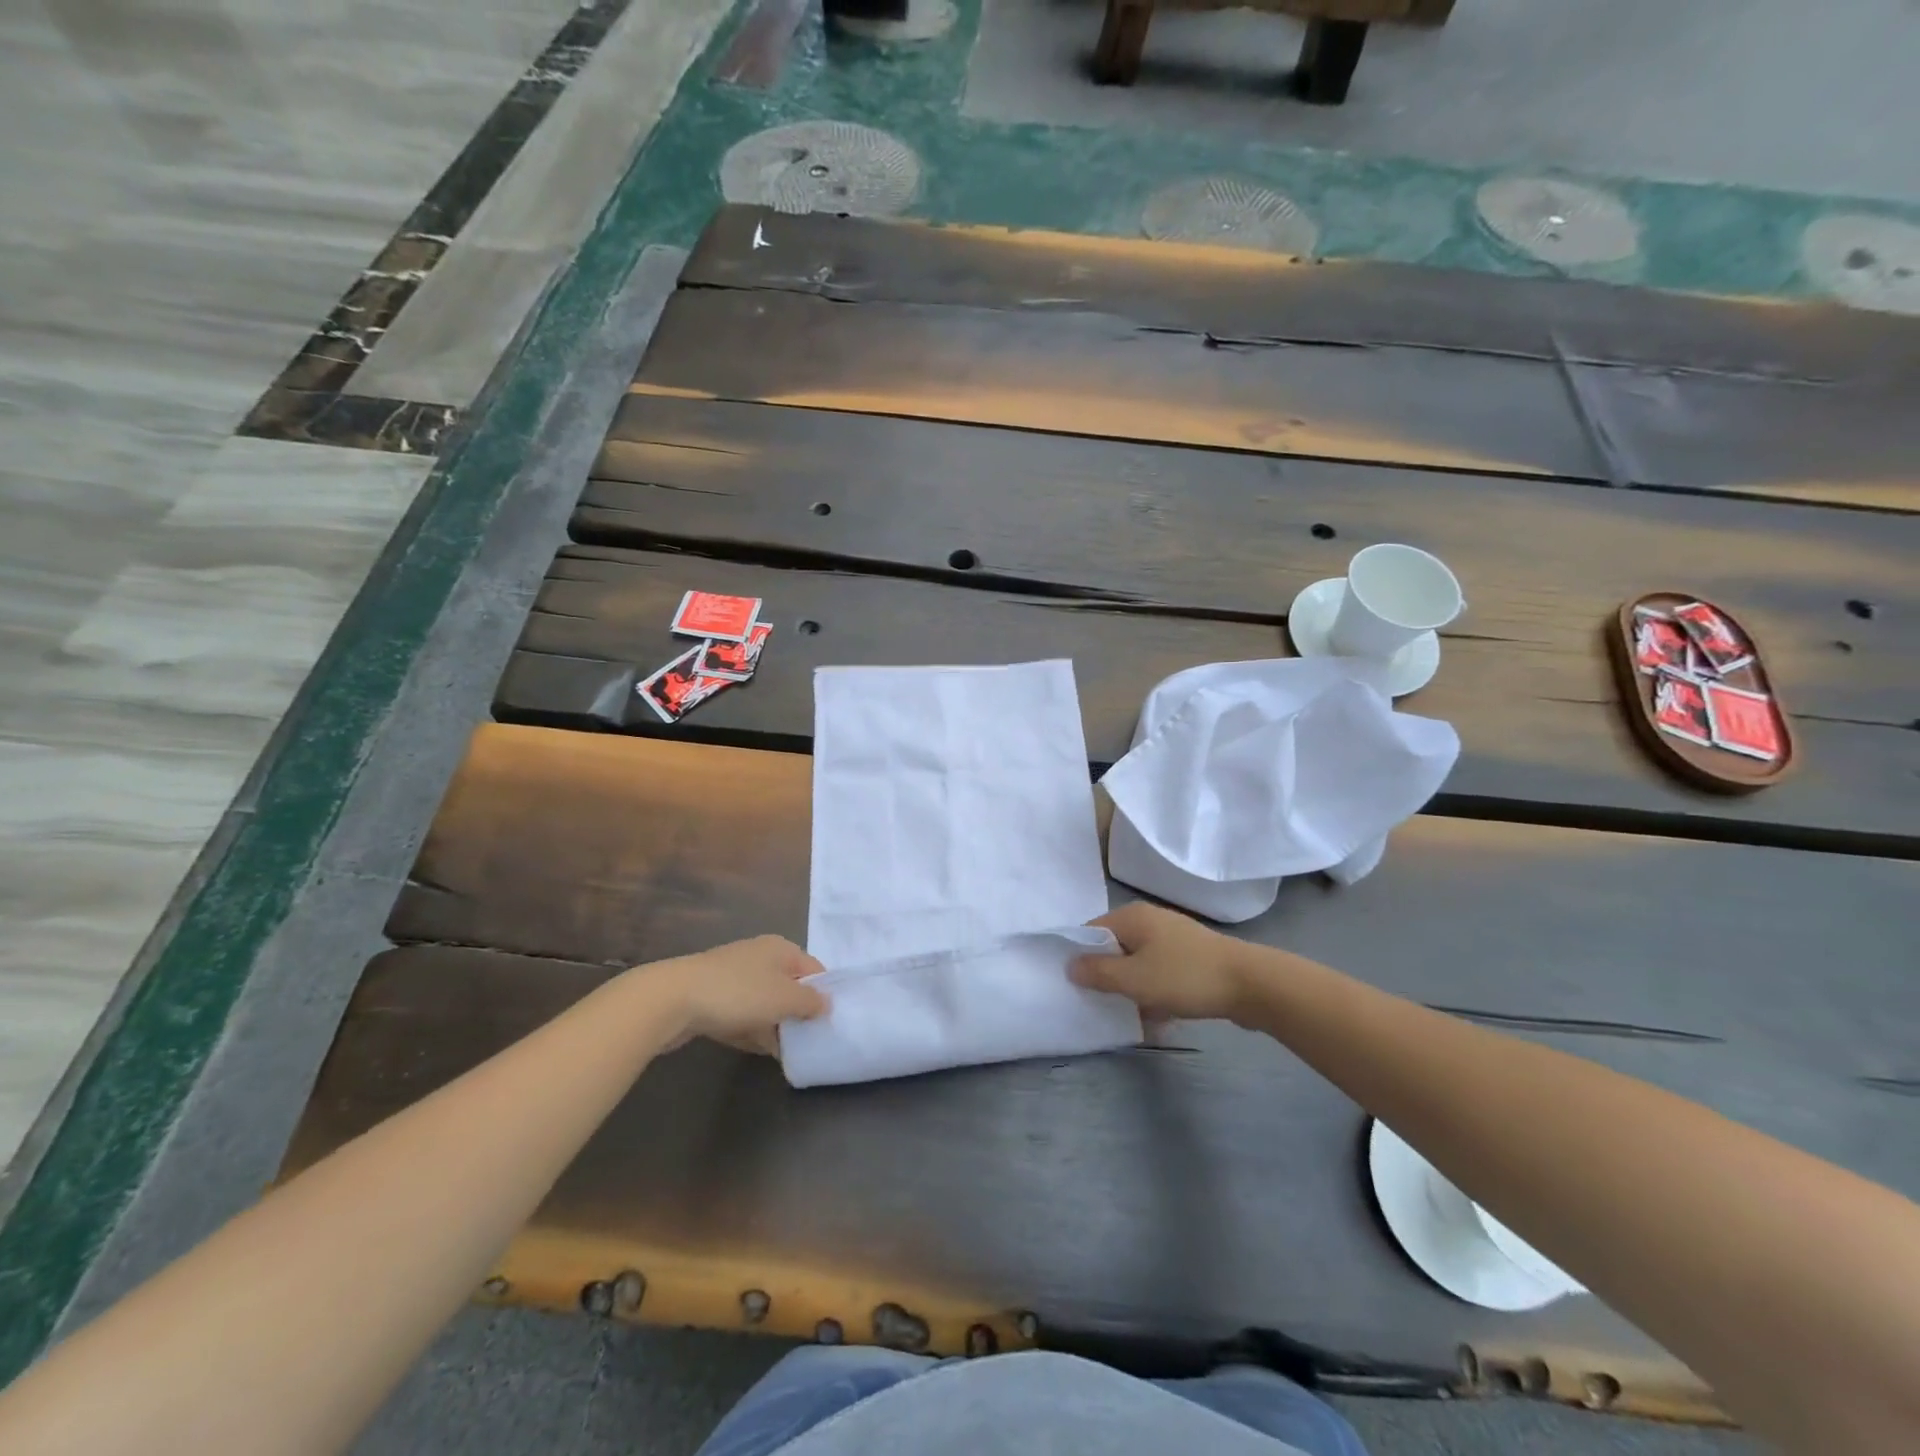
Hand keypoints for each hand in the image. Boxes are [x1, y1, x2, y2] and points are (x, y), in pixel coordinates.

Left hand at [644, 935, 828, 1054]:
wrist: (672, 1000)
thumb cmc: (738, 993)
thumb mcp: (784, 998)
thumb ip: (811, 1002)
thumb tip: (827, 1003)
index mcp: (780, 948)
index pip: (813, 969)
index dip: (823, 994)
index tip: (829, 1023)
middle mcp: (759, 956)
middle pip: (788, 986)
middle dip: (797, 1014)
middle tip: (808, 1041)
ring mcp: (733, 976)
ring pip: (764, 1003)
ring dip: (774, 1025)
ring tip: (785, 1052)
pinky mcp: (713, 997)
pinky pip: (742, 1014)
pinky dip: (751, 1029)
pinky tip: (756, 1049)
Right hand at [1069, 902, 1251, 1023]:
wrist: (1251, 984)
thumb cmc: (1185, 977)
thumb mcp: (1134, 979)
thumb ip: (1098, 973)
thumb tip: (1070, 965)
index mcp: (1132, 916)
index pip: (1091, 931)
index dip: (1081, 957)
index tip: (1077, 986)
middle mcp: (1151, 920)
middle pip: (1116, 949)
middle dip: (1109, 978)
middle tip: (1102, 1004)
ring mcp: (1174, 938)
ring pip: (1140, 964)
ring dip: (1134, 990)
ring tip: (1133, 1016)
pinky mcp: (1192, 958)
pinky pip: (1162, 973)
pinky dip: (1157, 992)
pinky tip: (1161, 1018)